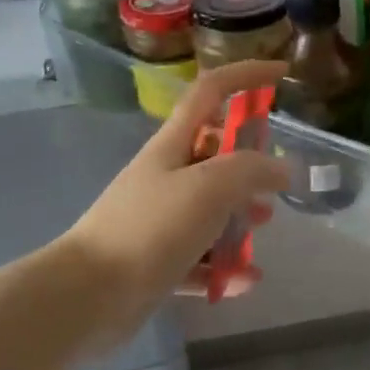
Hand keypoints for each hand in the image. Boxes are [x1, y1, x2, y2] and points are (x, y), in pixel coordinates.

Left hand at [60, 60, 289, 345]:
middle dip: (249, 167)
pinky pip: (199, 257)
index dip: (246, 76)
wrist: (87, 296)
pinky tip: (242, 281)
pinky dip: (222, 266)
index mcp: (174, 144)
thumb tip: (281, 169)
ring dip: (238, 218)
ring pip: (210, 207)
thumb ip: (252, 170)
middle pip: (215, 154)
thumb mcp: (210, 187)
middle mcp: (166, 175)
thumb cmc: (151, 228)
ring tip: (259, 233)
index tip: (282, 74)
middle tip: (270, 190)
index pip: (211, 91)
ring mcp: (159, 218)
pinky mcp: (155, 260)